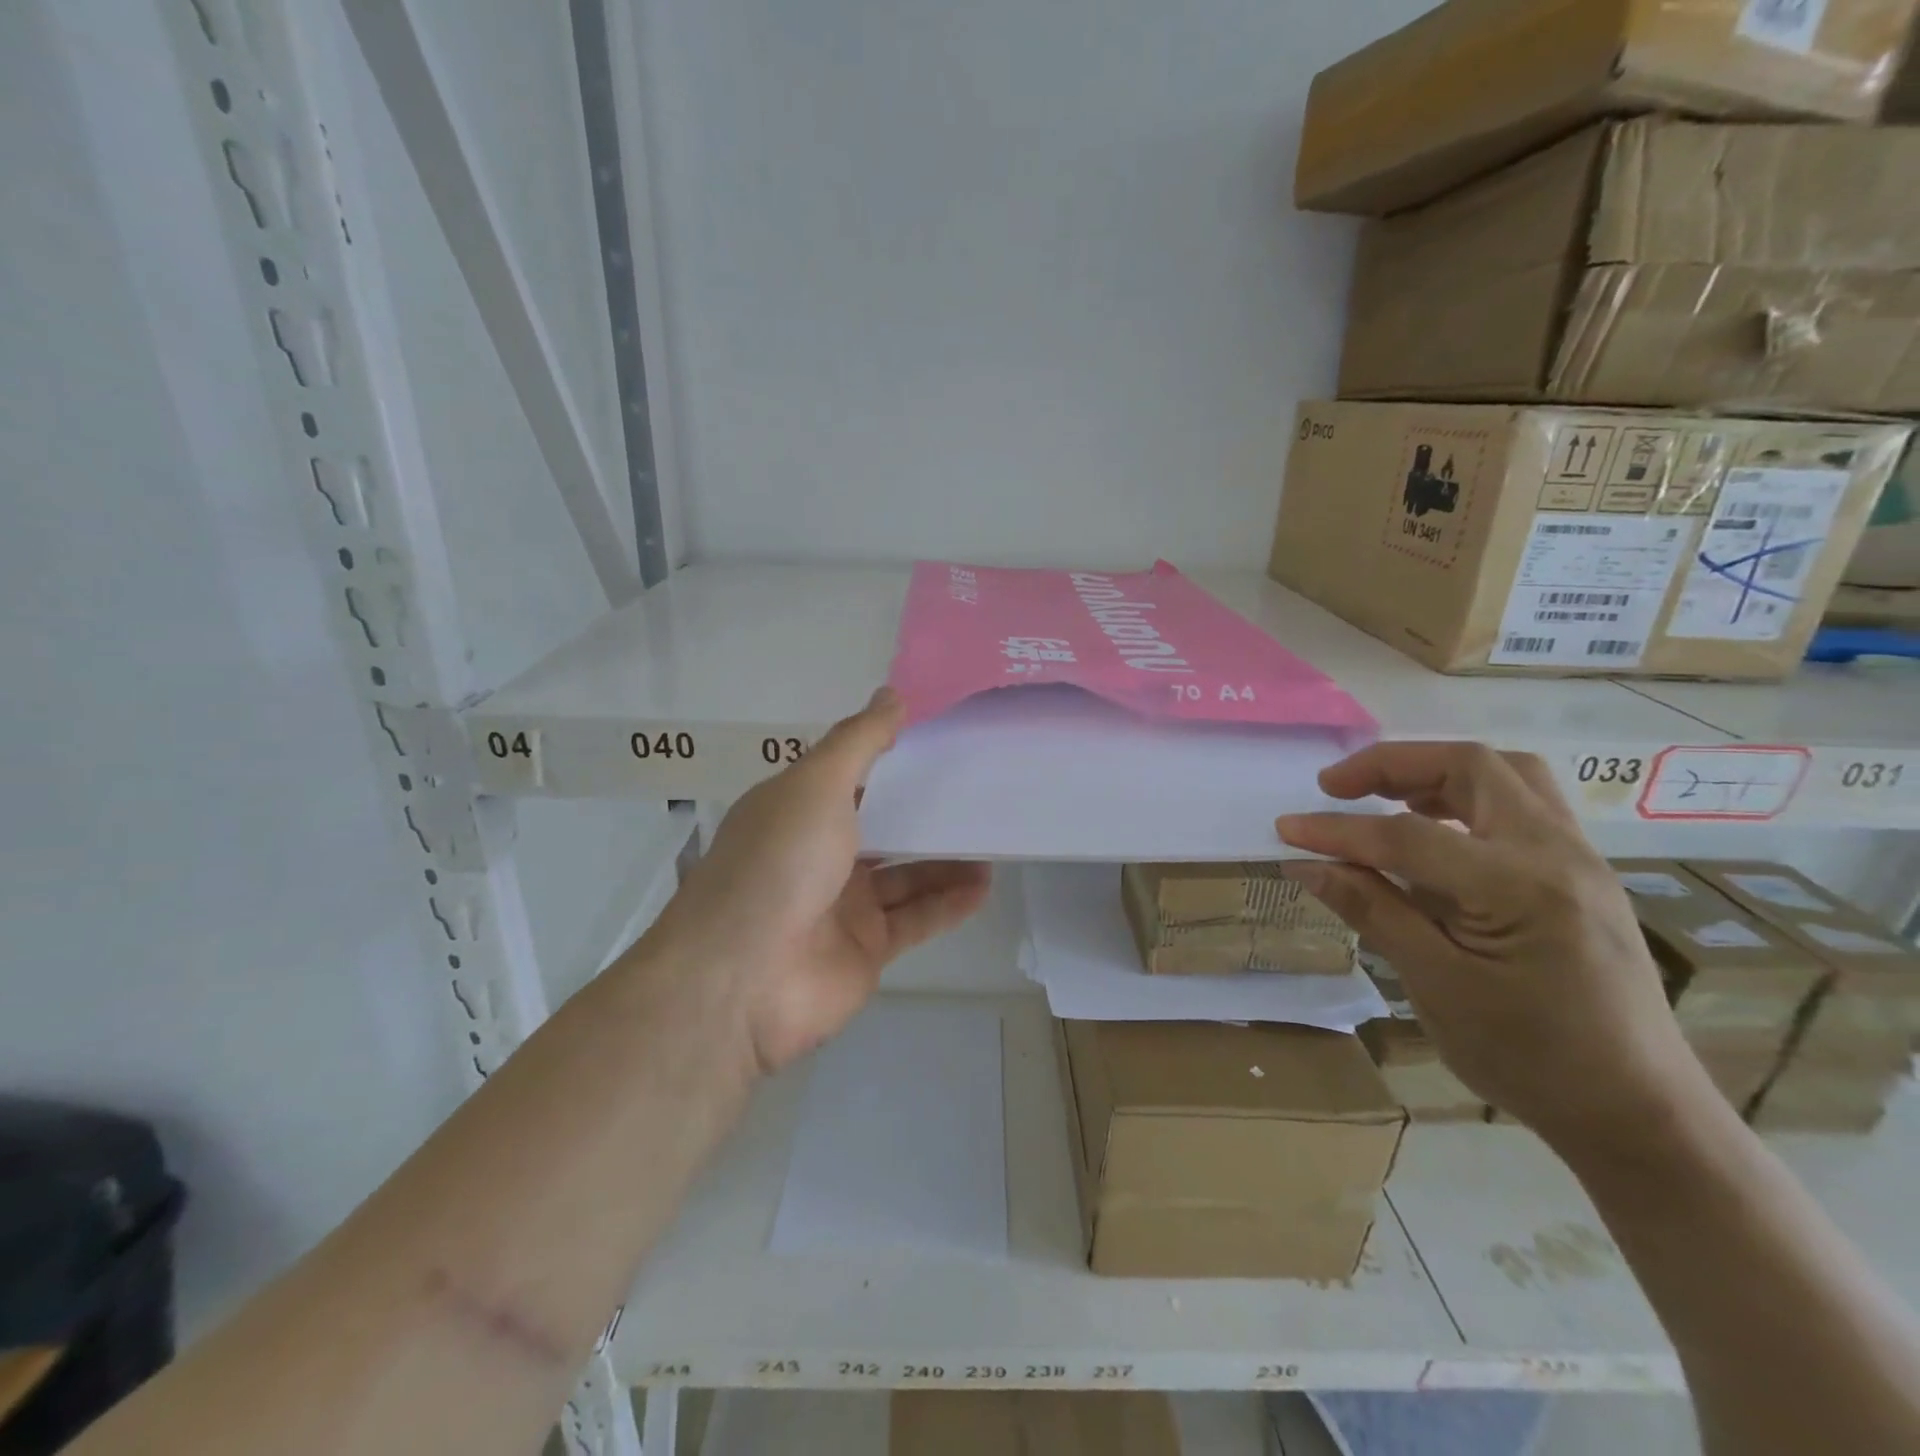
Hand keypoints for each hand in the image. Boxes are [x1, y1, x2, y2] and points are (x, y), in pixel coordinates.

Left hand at [652, 689, 991, 1075]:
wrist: (743, 979)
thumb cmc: (778, 863)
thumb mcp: (816, 785)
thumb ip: (859, 742)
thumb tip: (891, 694)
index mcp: (798, 811)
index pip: (853, 777)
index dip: (894, 758)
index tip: (944, 739)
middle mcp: (818, 854)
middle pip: (884, 827)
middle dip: (927, 812)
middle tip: (981, 790)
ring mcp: (842, 905)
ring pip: (906, 875)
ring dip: (947, 859)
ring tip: (995, 837)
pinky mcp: (866, 949)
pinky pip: (916, 919)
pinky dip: (949, 903)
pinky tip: (985, 884)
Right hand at [1277, 743, 1703, 1151]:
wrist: (1638, 1113)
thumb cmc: (1531, 1058)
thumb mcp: (1437, 986)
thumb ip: (1372, 910)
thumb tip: (1306, 863)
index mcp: (1522, 888)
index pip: (1408, 835)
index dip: (1338, 830)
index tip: (1286, 829)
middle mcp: (1558, 854)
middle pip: (1470, 766)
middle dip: (1393, 765)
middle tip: (1336, 787)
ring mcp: (1579, 859)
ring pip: (1504, 774)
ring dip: (1434, 773)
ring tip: (1382, 798)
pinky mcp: (1581, 874)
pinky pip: (1521, 804)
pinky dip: (1465, 797)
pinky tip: (1432, 831)